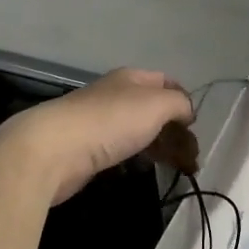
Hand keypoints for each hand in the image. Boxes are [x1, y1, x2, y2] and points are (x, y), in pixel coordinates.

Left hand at [4, 69, 193, 204]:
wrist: (53, 149)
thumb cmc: (111, 121)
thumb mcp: (157, 104)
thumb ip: (179, 104)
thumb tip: (186, 112)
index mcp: (131, 78)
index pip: (166, 82)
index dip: (184, 100)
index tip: (195, 126)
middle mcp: (114, 95)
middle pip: (153, 109)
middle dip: (174, 130)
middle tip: (190, 155)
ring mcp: (99, 122)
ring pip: (137, 131)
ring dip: (158, 147)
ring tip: (174, 167)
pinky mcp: (87, 149)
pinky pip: (120, 150)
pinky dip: (136, 159)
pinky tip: (142, 171)